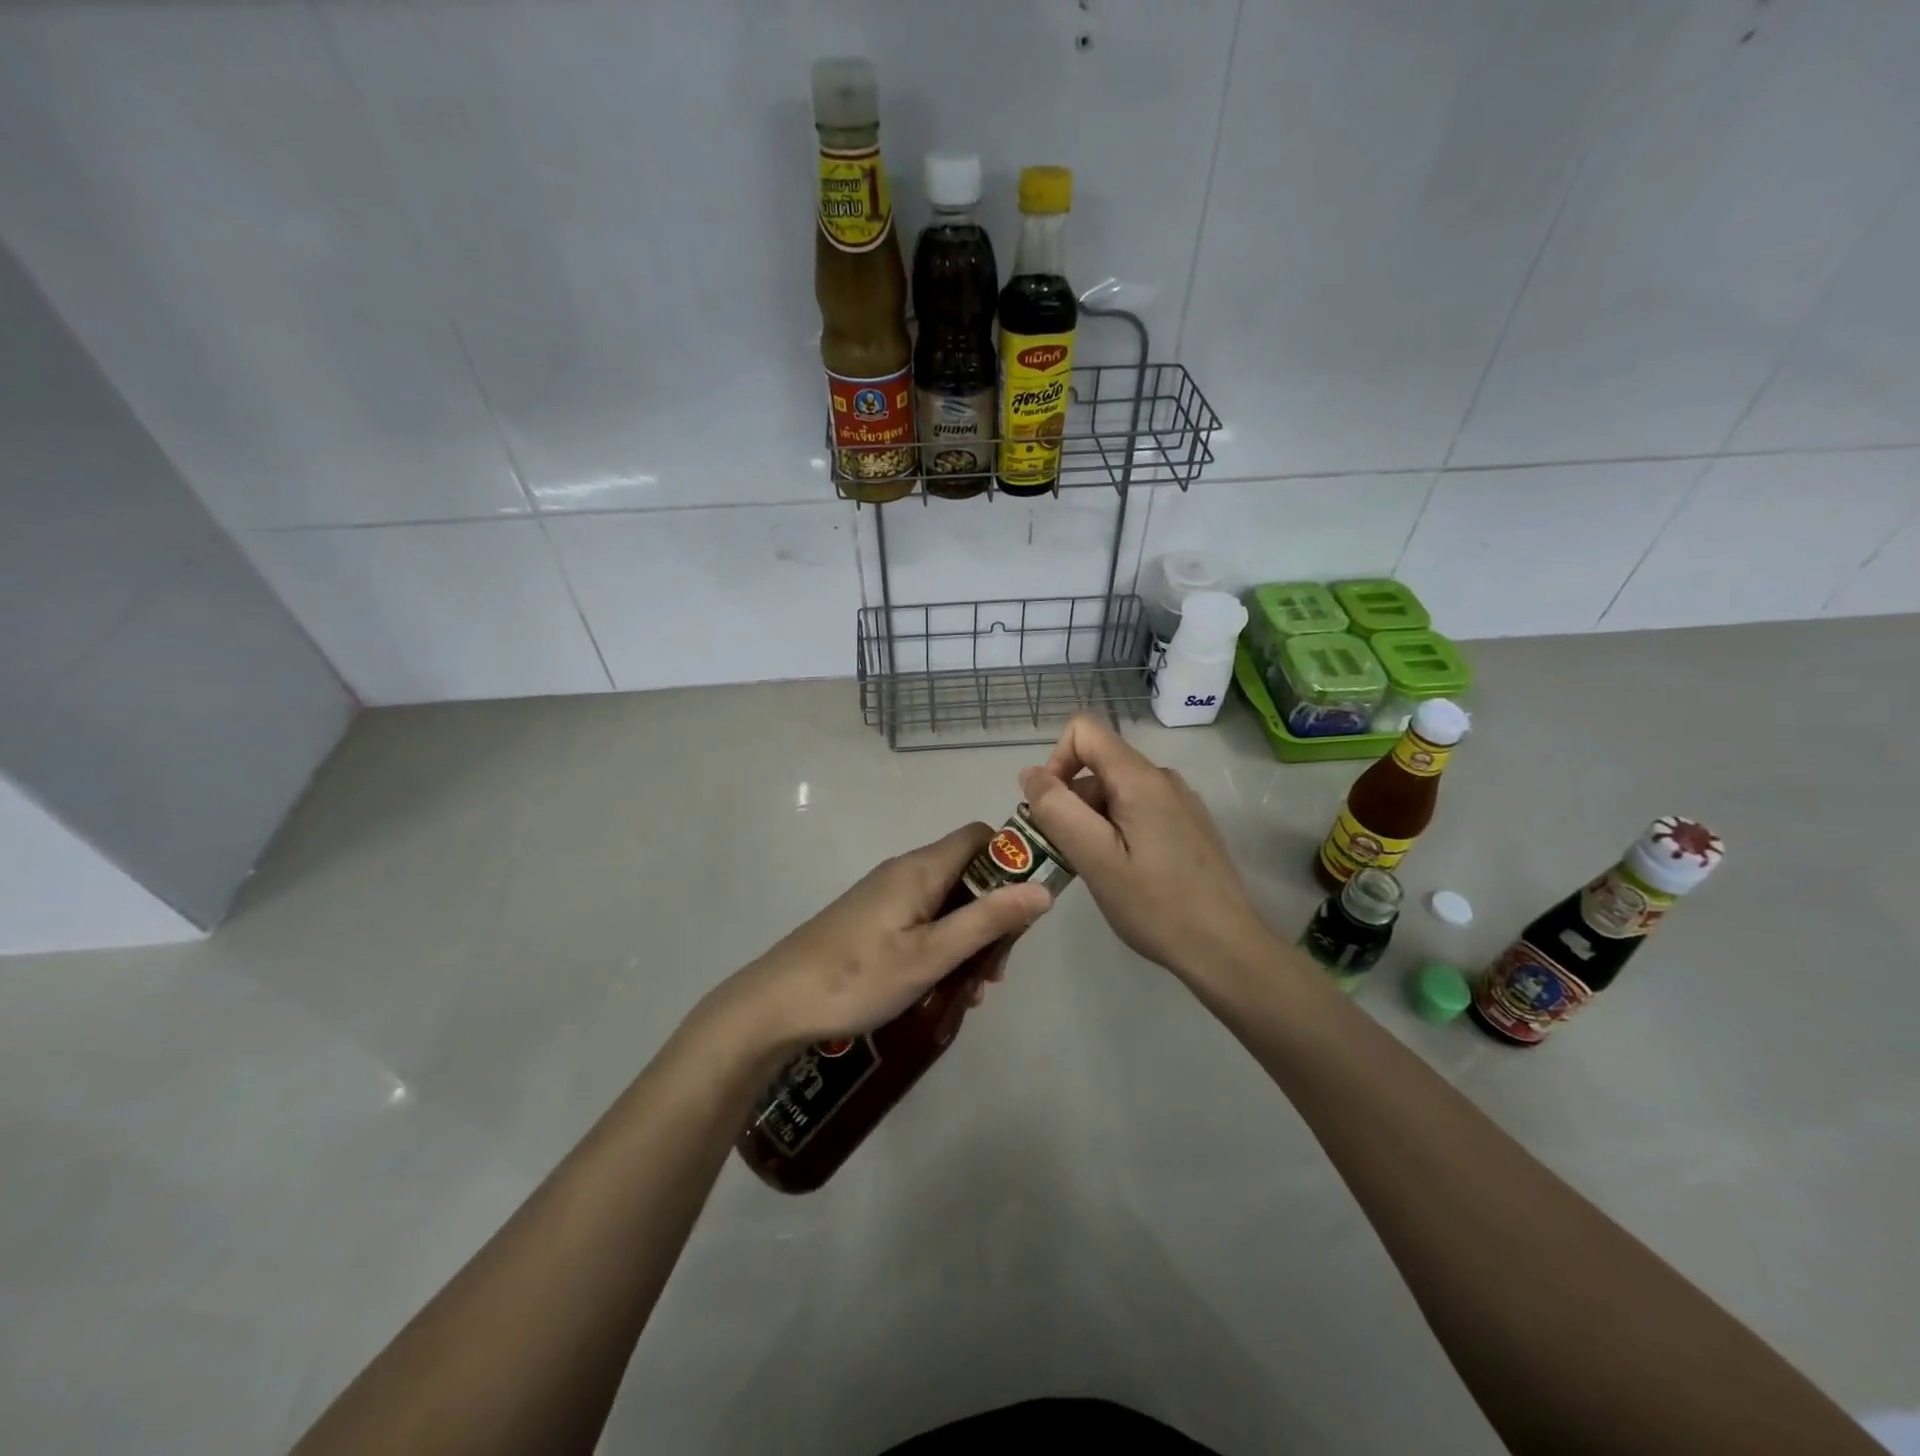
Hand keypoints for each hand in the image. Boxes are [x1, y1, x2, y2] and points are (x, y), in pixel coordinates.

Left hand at [717, 823, 1054, 1054]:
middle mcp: (905, 871)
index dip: (1012, 861)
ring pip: (947, 902)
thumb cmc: (858, 976)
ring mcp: (886, 895)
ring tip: (970, 991)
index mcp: (921, 868)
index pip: (981, 837)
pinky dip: (941, 946)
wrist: (777, 1002)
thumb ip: (988, 921)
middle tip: (996, 969)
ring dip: (968, 939)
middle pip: (969, 873)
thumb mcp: (931, 955)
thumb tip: (1043, 889)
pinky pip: (923, 920)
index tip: (1026, 907)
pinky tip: (939, 989)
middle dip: (993, 915)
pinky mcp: (873, 919)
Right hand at [1019, 715, 1267, 983]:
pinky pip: (1138, 810)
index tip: (1051, 811)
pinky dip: (1117, 831)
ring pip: (1115, 791)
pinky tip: (1125, 873)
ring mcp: (1180, 801)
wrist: (1226, 948)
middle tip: (1069, 856)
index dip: (1055, 762)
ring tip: (1098, 871)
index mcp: (1140, 778)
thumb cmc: (1155, 904)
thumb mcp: (1094, 858)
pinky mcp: (1188, 825)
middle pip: (1098, 766)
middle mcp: (1162, 778)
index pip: (1083, 730)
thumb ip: (1057, 809)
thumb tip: (1030, 773)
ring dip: (1092, 822)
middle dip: (1071, 802)